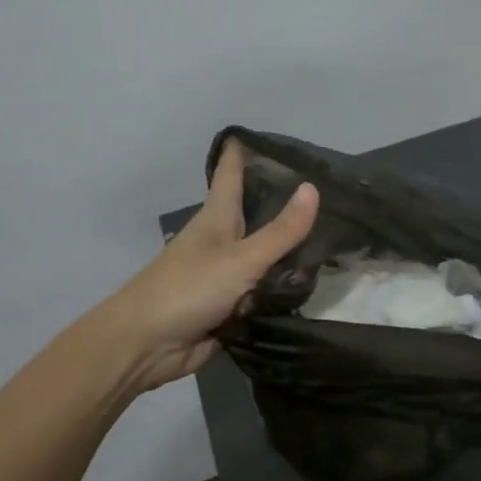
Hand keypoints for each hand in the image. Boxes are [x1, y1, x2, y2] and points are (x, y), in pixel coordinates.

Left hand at [109, 140, 319, 392]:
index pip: (231, 172)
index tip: (269, 134)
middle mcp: (222, 240)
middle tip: (328, 187)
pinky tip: (314, 281)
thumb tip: (313, 187)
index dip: (245, 151)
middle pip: (255, 212)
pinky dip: (284, 287)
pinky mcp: (230, 306)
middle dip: (284, 200)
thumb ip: (281, 231)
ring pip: (265, 254)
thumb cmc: (187, 289)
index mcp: (217, 217)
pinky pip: (264, 290)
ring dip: (291, 249)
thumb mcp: (241, 259)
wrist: (145, 347)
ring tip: (335, 233)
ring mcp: (226, 274)